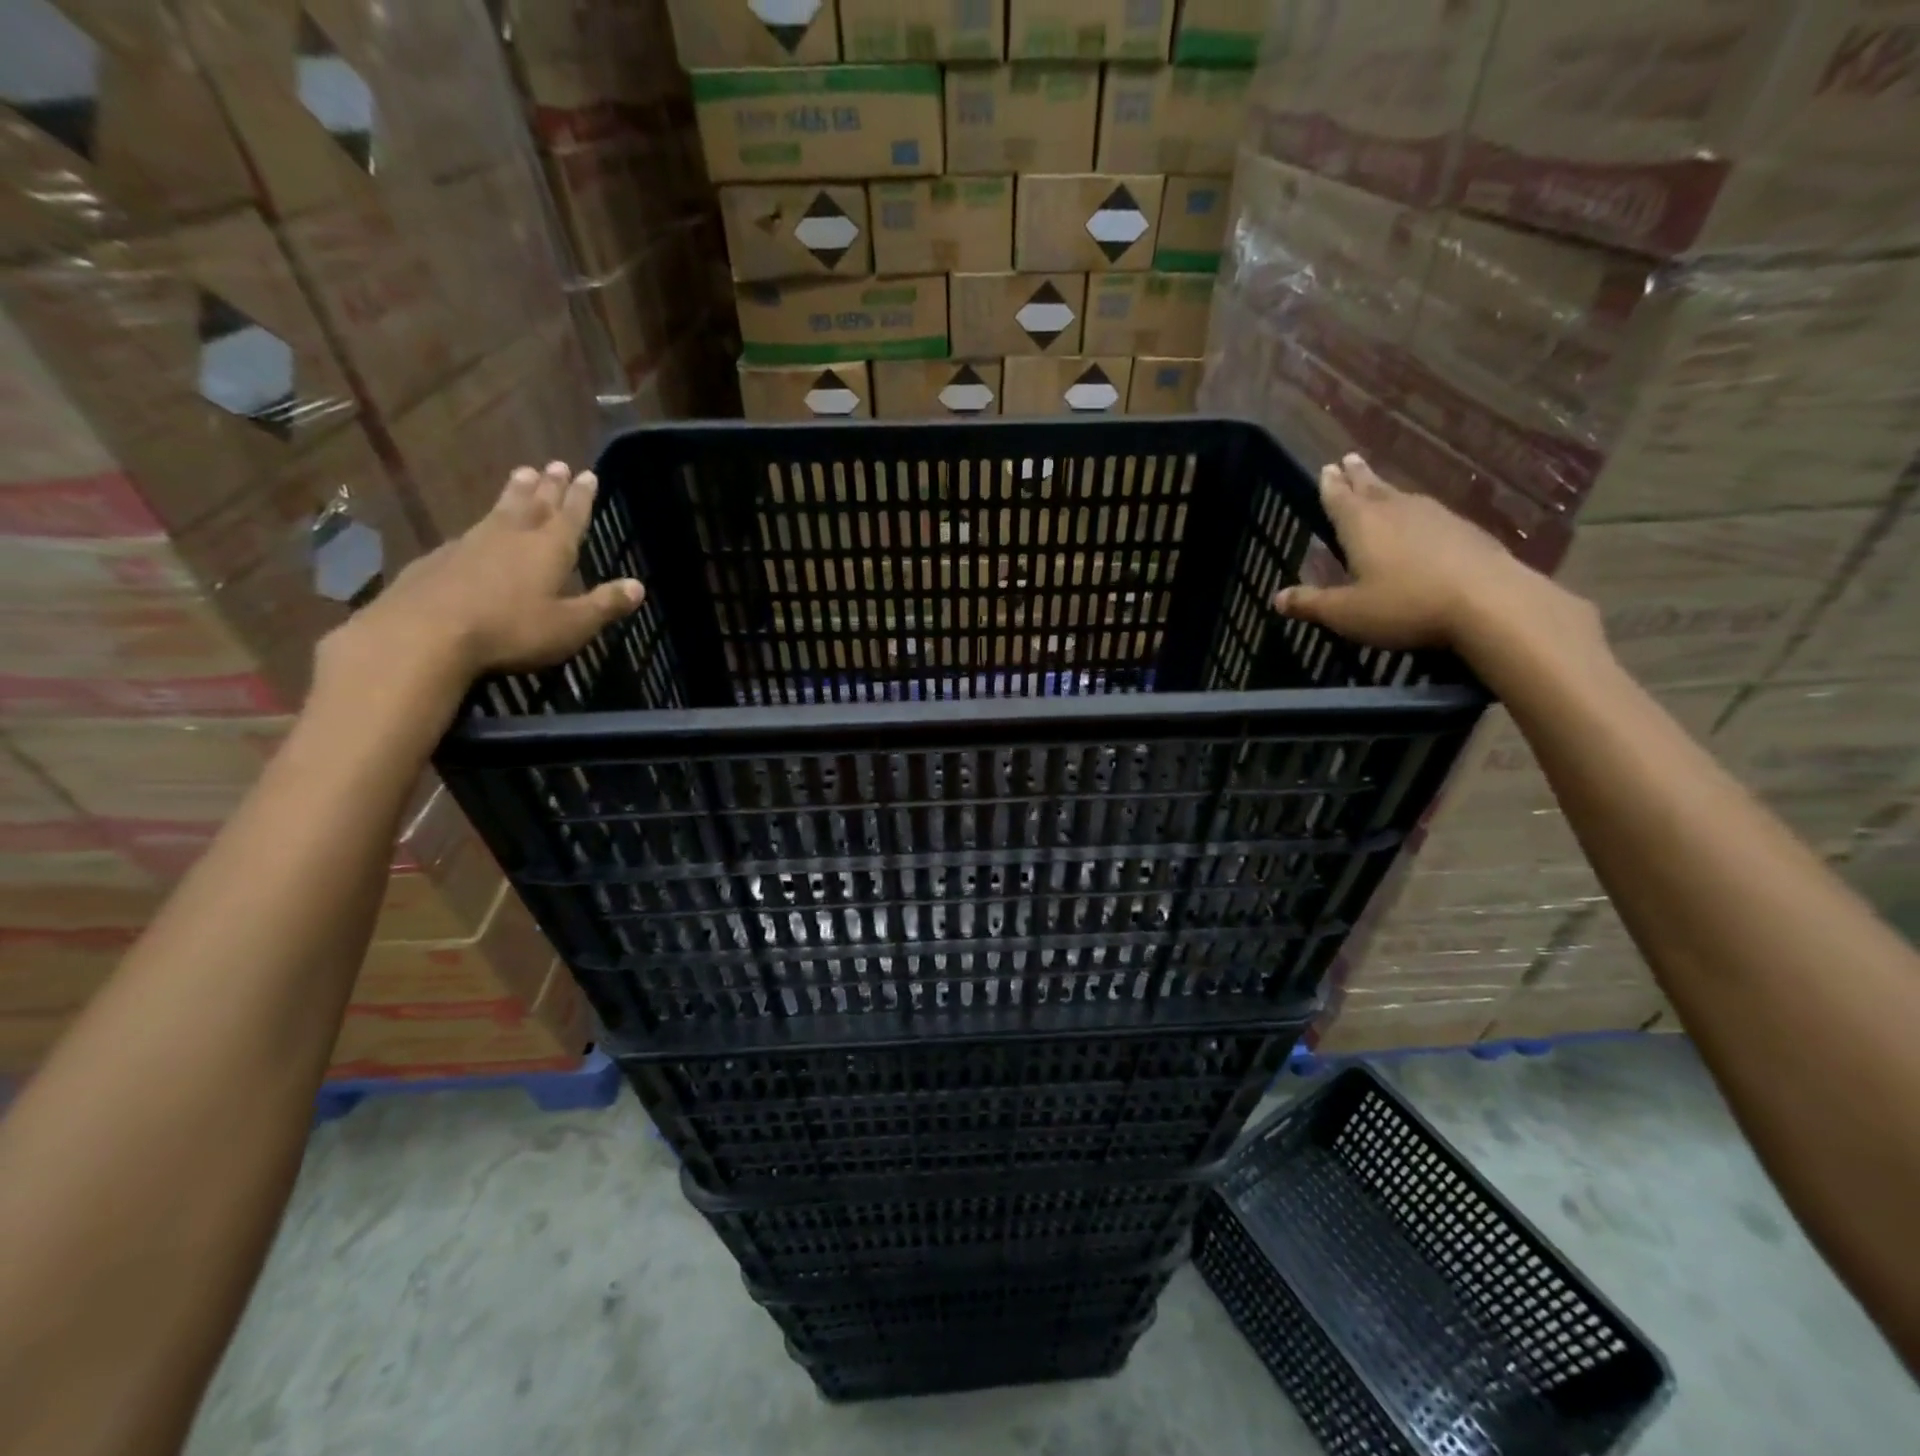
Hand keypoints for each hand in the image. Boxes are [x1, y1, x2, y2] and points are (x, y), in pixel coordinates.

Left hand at [320, 461, 643, 701]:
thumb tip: (638, 586)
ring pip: (500, 510)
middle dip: (549, 486)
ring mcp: (471, 544)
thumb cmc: (511, 630)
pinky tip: (477, 529)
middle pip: (535, 504)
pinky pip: (470, 532)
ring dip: (515, 492)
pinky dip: (482, 524)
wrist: (425, 634)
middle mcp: (512, 537)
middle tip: (555, 464)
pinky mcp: (439, 559)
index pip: (571, 516)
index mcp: (549, 550)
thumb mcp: (570, 625)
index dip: (581, 497)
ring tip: (522, 474)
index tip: (587, 474)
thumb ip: (604, 605)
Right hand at [1272, 453, 1581, 651]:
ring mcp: (1435, 517)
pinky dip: (1416, 512)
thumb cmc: (1405, 605)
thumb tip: (1277, 598)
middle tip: (1349, 459)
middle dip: (1357, 476)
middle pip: (1372, 487)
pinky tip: (1421, 521)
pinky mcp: (1465, 531)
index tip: (1326, 467)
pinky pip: (1430, 514)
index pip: (1339, 498)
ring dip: (1387, 490)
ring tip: (1379, 487)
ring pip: (1402, 497)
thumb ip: (1311, 603)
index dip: (1330, 485)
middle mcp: (1396, 511)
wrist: (1490, 602)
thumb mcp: (1347, 613)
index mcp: (1362, 525)